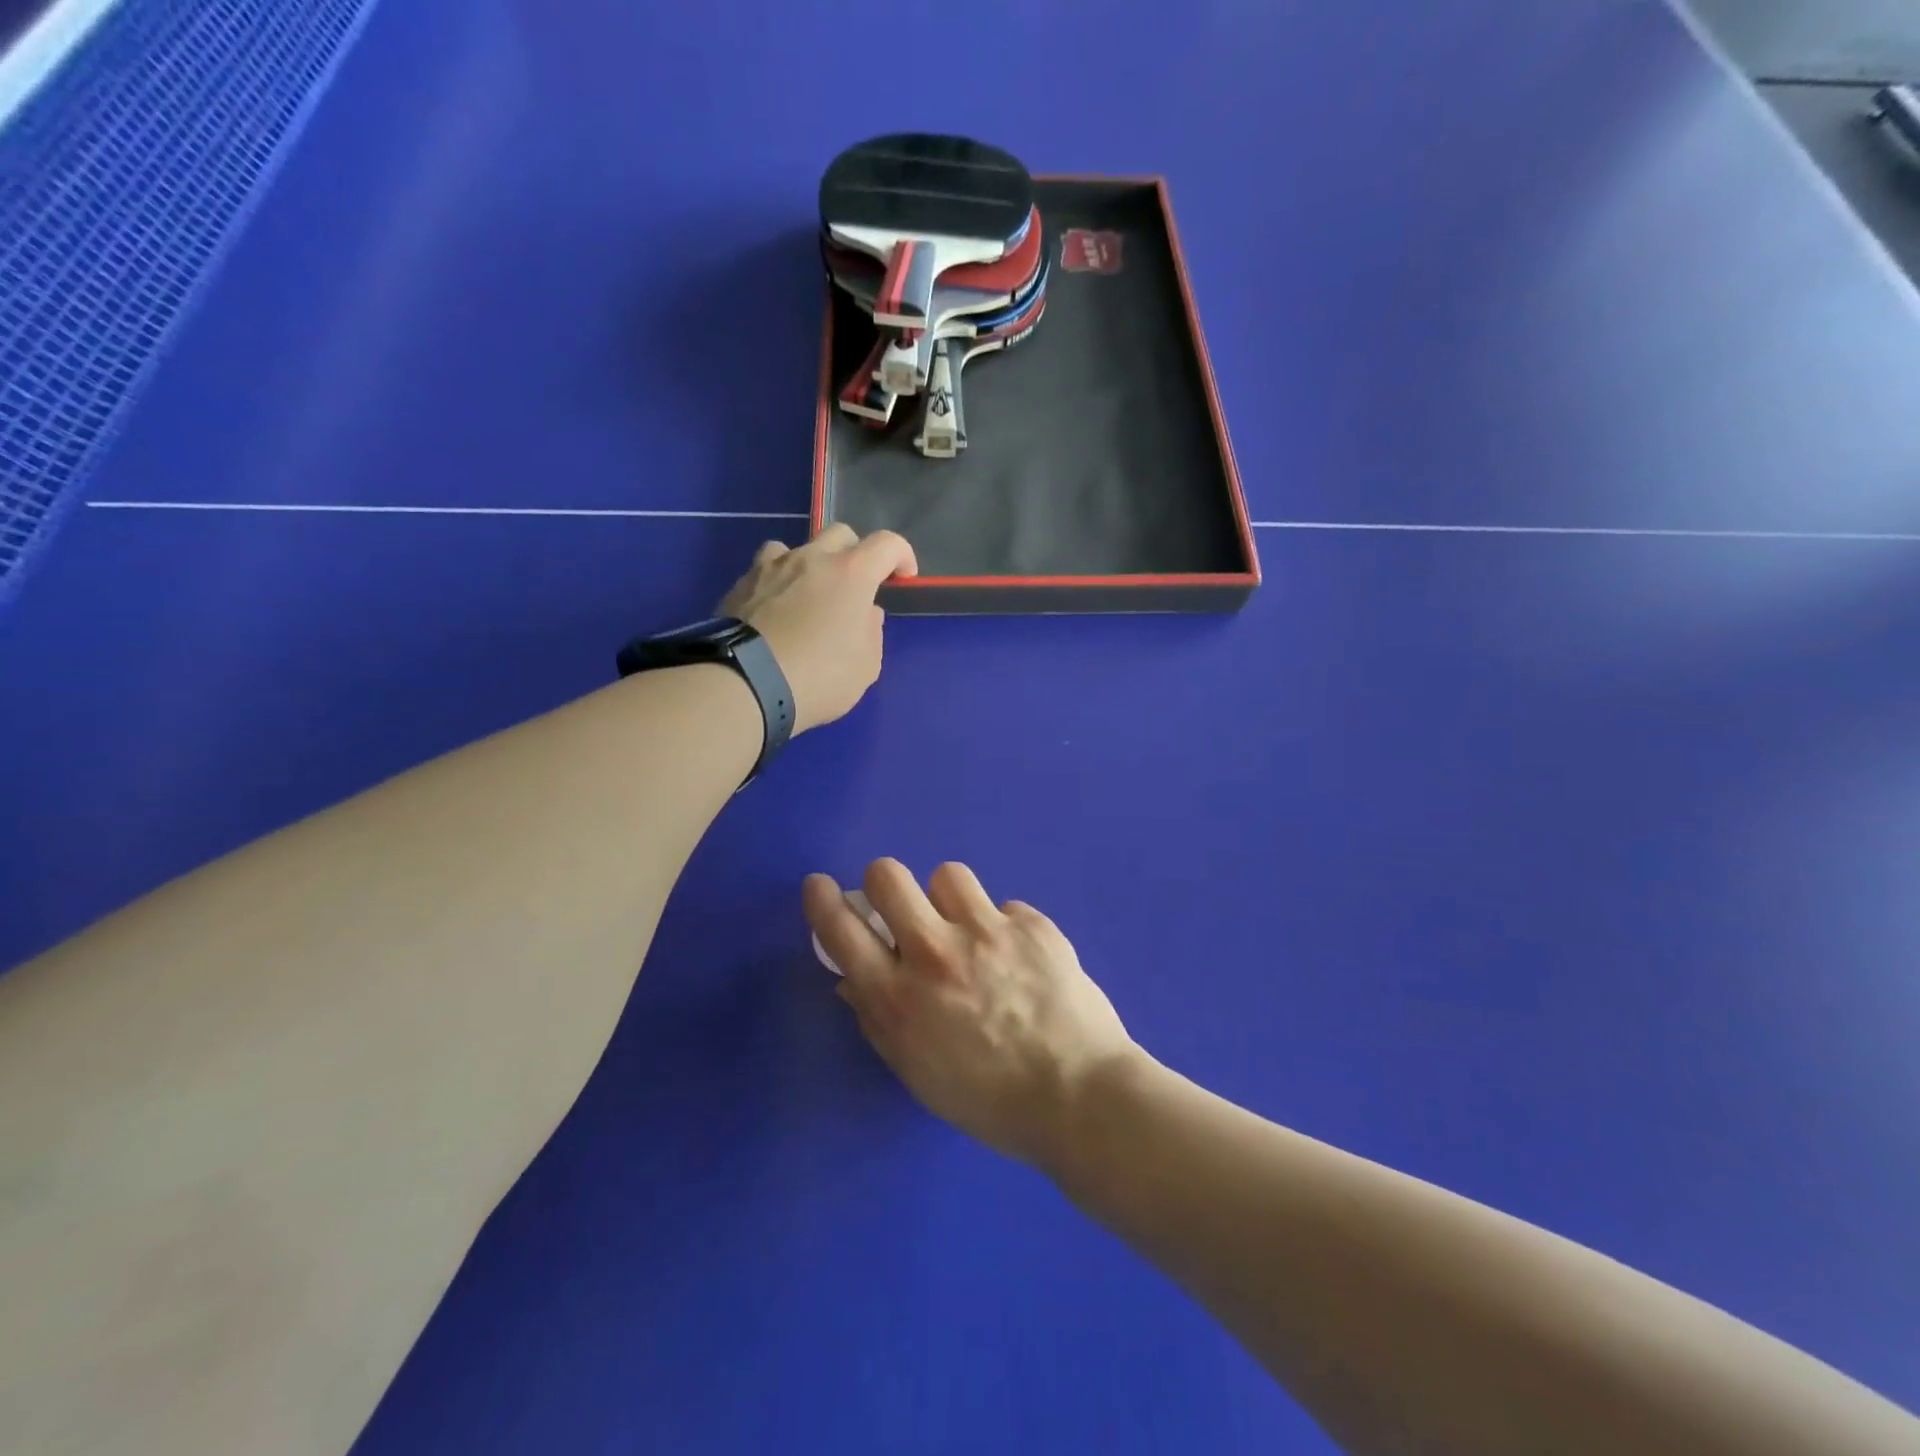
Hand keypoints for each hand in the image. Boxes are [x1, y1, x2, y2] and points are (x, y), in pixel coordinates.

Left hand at [717, 525, 916, 733]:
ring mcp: (771, 568)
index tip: (904, 576)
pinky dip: (777, 584)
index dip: (902, 555)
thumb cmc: (819, 677)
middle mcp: (811, 559)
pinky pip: (764, 571)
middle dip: (855, 553)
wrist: (745, 685)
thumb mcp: (865, 667)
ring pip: (796, 547)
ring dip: (809, 564)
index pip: (887, 544)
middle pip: (840, 534)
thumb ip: (871, 632)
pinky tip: (774, 612)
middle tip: (855, 586)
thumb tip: (865, 613)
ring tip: (807, 594)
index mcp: (851, 574)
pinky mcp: (740, 585)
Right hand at [803, 860, 1138, 1172]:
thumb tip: (852, 979)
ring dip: (949, 900)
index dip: (822, 901)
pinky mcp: (1031, 925)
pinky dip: (1003, 927)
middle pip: (890, 876)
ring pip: (948, 875)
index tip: (820, 886)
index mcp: (900, 998)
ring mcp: (988, 932)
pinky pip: (1003, 906)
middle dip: (885, 882)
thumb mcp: (917, 1071)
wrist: (1079, 1097)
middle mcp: (937, 954)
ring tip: (970, 930)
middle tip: (903, 906)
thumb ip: (878, 1019)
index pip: (842, 931)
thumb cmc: (989, 1100)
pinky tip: (1020, 960)